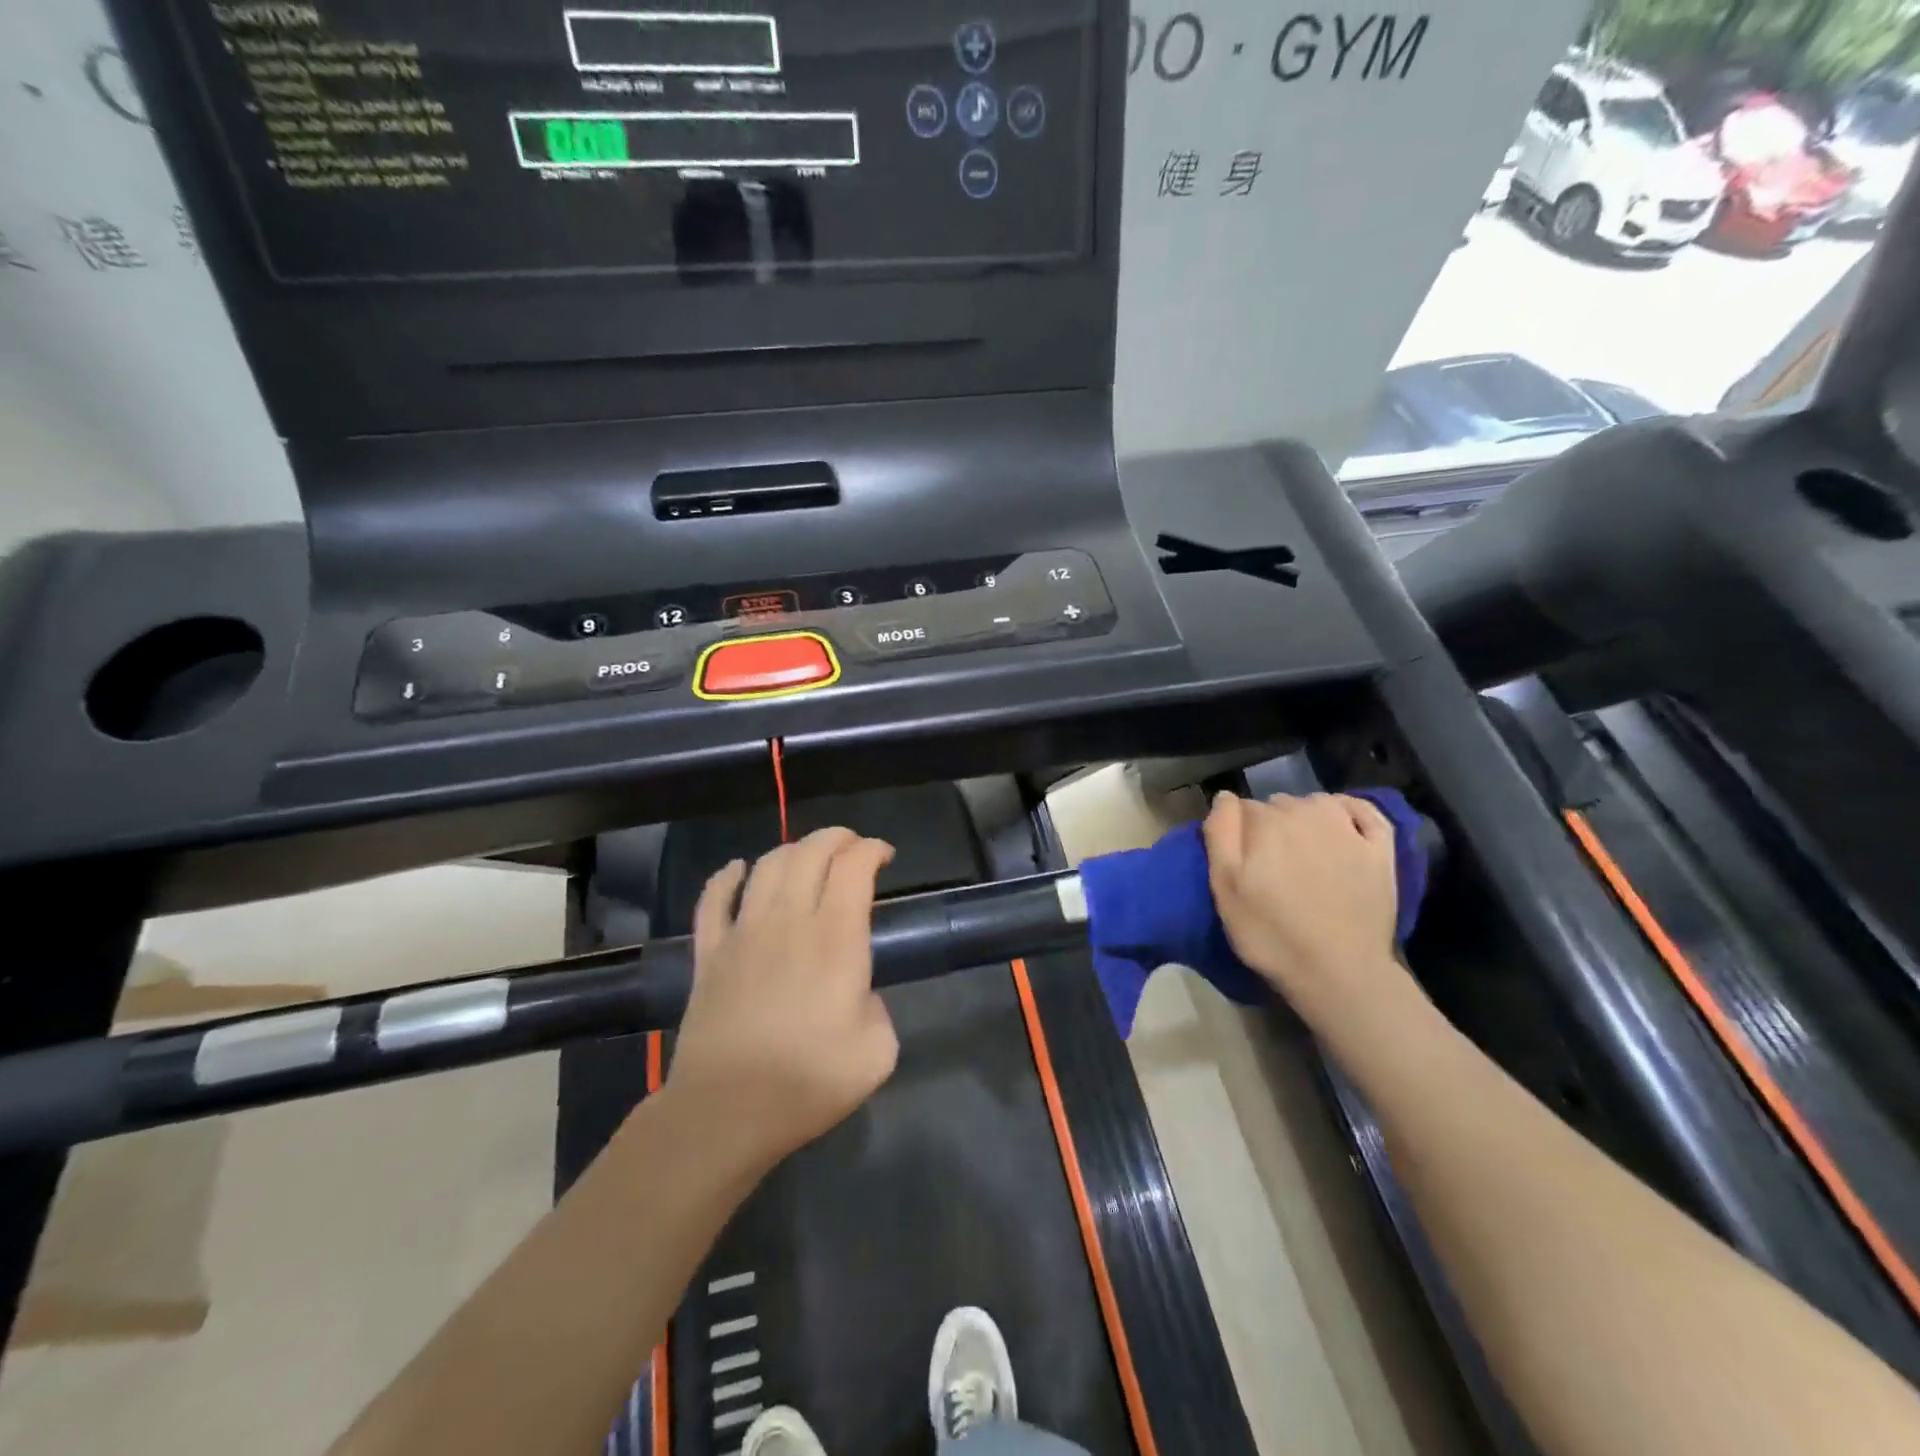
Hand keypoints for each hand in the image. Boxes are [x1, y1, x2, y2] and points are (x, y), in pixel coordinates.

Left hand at [664, 827, 899, 1173]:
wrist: (726, 1111)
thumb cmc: (808, 1082)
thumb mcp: (877, 1052)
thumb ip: (879, 1010)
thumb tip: (858, 996)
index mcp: (836, 937)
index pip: (854, 866)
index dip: (872, 849)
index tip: (884, 856)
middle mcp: (789, 920)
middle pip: (810, 852)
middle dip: (837, 838)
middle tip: (852, 848)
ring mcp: (743, 933)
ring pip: (767, 866)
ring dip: (792, 850)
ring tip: (807, 857)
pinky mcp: (709, 954)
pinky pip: (713, 900)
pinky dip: (726, 876)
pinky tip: (738, 869)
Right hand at [1203, 791, 1419, 1046]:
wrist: (1338, 972)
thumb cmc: (1270, 933)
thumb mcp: (1223, 887)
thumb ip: (1220, 833)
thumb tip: (1225, 796)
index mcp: (1265, 820)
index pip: (1240, 809)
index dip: (1236, 833)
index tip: (1238, 861)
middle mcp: (1306, 811)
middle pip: (1277, 805)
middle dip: (1269, 826)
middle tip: (1268, 865)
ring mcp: (1348, 828)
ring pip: (1315, 803)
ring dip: (1304, 818)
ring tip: (1301, 853)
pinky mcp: (1380, 848)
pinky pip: (1363, 809)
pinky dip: (1349, 809)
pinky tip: (1341, 824)